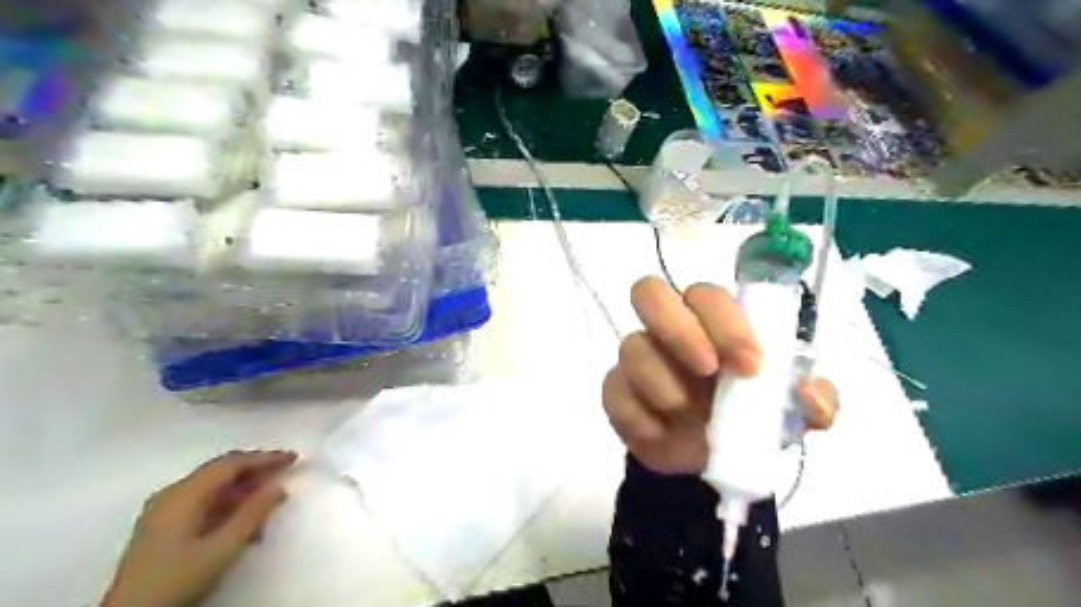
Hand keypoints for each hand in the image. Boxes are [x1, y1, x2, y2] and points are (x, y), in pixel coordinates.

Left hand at [102, 451, 293, 606]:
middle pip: (220, 472)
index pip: (230, 464)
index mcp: (183, 494)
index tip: (293, 458)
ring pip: (213, 488)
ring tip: (270, 505)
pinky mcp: (162, 528)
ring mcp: (163, 511)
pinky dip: (228, 506)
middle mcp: (171, 495)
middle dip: (255, 471)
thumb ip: (253, 513)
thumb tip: (279, 486)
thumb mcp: (223, 547)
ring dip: (244, 492)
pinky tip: (244, 524)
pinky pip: (203, 503)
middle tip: (286, 472)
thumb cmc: (177, 579)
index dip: (264, 458)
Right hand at [600, 278, 834, 472]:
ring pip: (631, 347)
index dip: (725, 321)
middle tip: (708, 370)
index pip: (705, 294)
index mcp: (710, 321)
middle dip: (679, 330)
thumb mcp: (789, 413)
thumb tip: (810, 394)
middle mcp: (667, 329)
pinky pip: (615, 392)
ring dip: (666, 386)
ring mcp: (637, 357)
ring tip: (692, 418)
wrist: (703, 461)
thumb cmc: (747, 419)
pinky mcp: (615, 391)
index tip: (751, 365)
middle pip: (647, 292)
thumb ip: (812, 401)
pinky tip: (662, 433)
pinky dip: (642, 418)